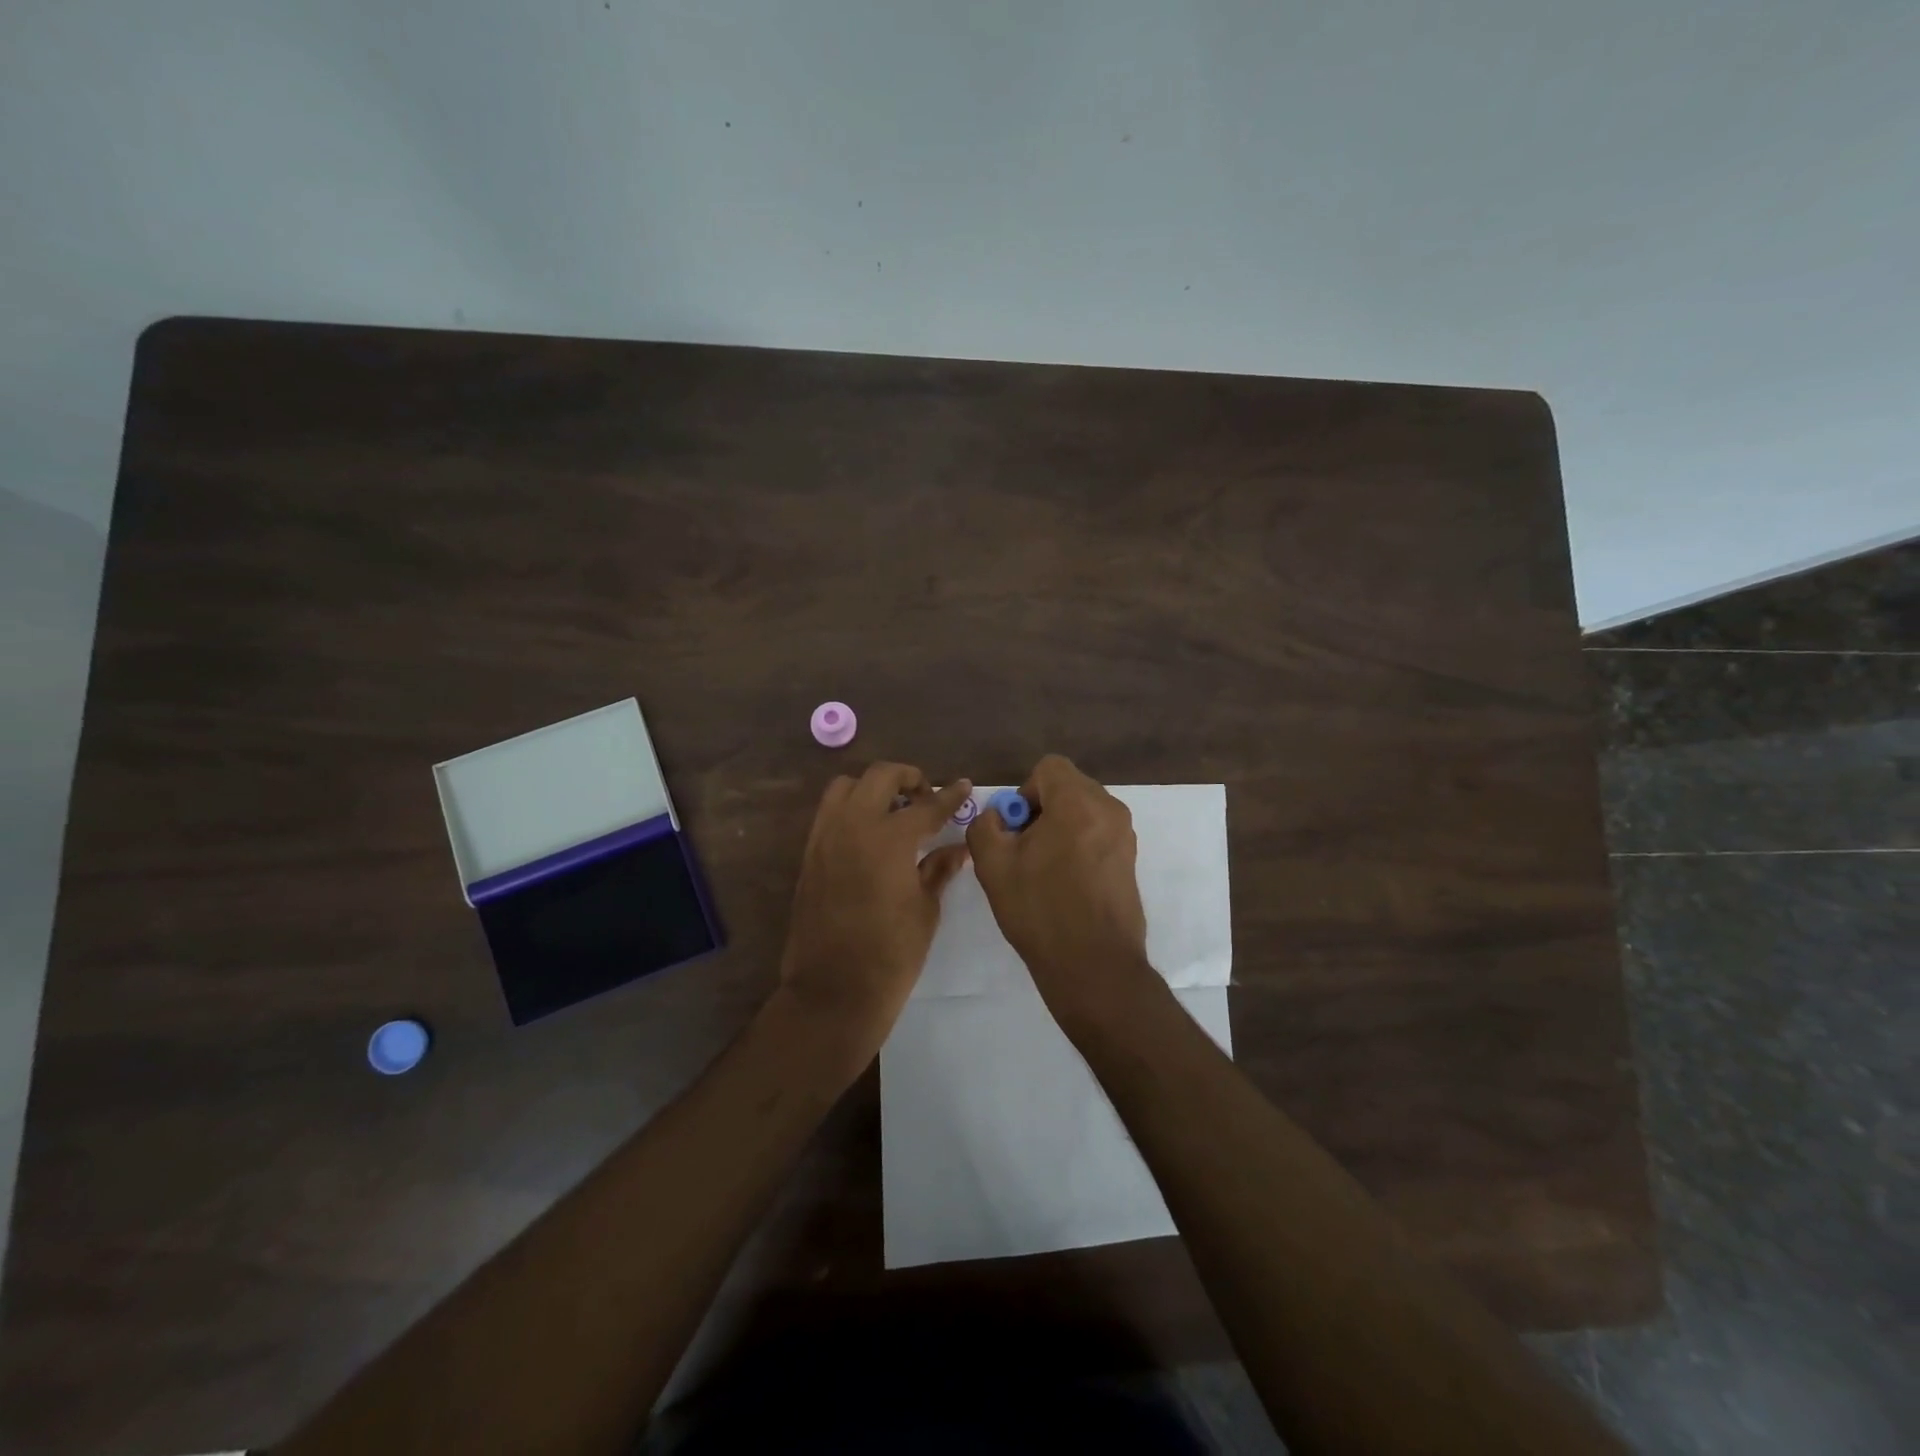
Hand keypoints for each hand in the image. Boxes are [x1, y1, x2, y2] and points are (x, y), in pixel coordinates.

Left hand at [779, 763, 972, 1057]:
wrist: (832, 991)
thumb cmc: (891, 955)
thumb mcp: (925, 910)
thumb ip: (938, 870)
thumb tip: (955, 848)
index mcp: (889, 838)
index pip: (926, 805)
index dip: (949, 796)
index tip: (962, 785)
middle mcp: (853, 826)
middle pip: (880, 776)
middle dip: (908, 778)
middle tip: (925, 796)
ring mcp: (825, 838)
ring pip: (845, 787)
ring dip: (872, 788)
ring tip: (893, 810)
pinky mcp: (809, 855)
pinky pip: (829, 814)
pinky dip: (851, 810)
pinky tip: (869, 835)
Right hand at [966, 755, 1157, 1031]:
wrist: (1093, 965)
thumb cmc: (1040, 910)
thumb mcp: (993, 866)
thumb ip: (985, 826)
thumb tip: (997, 817)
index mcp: (1078, 802)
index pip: (1049, 768)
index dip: (1024, 792)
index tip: (1017, 829)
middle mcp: (1109, 810)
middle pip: (1068, 787)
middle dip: (1042, 809)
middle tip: (1025, 849)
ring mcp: (1125, 835)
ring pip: (1083, 811)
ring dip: (1060, 827)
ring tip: (1043, 869)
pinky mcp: (1130, 860)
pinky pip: (1098, 833)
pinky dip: (1078, 844)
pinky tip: (1065, 883)